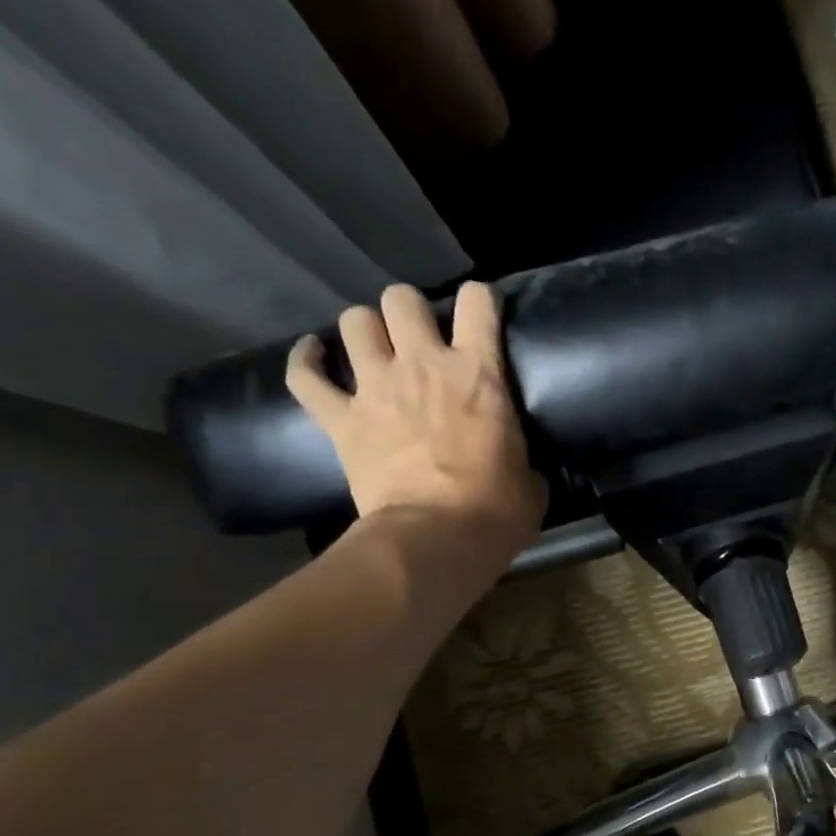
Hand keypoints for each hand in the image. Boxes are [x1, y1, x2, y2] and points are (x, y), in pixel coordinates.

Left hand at [286, 282, 546, 552]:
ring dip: (365, 331)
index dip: (479, 301)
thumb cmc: (497, 511)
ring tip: (374, 350)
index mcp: (478, 374)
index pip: (477, 302)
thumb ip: (521, 455)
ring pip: (353, 321)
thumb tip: (519, 463)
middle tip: (419, 339)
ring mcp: (375, 387)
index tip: (481, 316)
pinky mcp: (340, 418)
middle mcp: (423, 364)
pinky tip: (312, 358)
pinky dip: (306, 364)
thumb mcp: (531, 479)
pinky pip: (305, 376)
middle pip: (401, 298)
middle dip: (409, 312)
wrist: (437, 537)